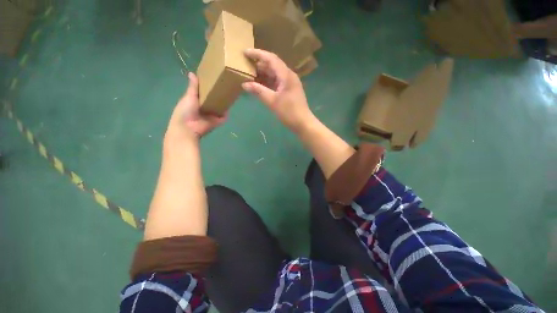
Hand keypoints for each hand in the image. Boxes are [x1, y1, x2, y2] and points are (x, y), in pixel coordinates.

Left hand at [166, 73, 226, 141]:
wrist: (188, 128)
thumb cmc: (185, 111)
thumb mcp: (188, 97)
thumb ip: (193, 87)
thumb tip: (192, 73)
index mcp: (197, 101)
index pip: (205, 93)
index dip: (209, 88)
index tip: (215, 80)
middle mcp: (205, 108)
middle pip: (214, 101)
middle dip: (218, 95)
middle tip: (225, 87)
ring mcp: (212, 115)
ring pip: (220, 108)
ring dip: (224, 104)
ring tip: (230, 94)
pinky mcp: (217, 121)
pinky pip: (224, 117)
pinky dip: (226, 113)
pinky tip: (231, 105)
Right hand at [242, 49, 315, 133]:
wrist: (303, 123)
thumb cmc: (289, 112)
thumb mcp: (272, 101)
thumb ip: (258, 91)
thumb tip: (244, 84)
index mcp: (286, 75)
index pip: (271, 59)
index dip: (258, 54)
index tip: (245, 52)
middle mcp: (288, 76)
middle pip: (272, 66)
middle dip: (258, 64)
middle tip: (245, 65)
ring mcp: (289, 84)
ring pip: (274, 75)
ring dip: (262, 74)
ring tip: (249, 75)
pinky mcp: (288, 91)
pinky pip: (276, 83)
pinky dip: (267, 83)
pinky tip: (259, 85)